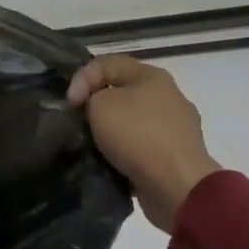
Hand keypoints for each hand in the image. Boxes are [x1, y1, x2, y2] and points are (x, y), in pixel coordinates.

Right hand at [67, 55, 221, 233]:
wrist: (178, 186)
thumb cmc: (138, 135)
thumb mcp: (100, 105)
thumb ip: (90, 97)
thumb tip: (95, 108)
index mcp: (152, 75)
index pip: (106, 62)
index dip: (81, 78)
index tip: (70, 104)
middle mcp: (168, 95)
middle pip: (121, 91)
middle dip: (96, 105)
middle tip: (79, 121)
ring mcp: (176, 127)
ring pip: (131, 120)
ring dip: (110, 130)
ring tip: (93, 144)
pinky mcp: (176, 155)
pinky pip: (142, 146)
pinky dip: (126, 151)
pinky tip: (113, 161)